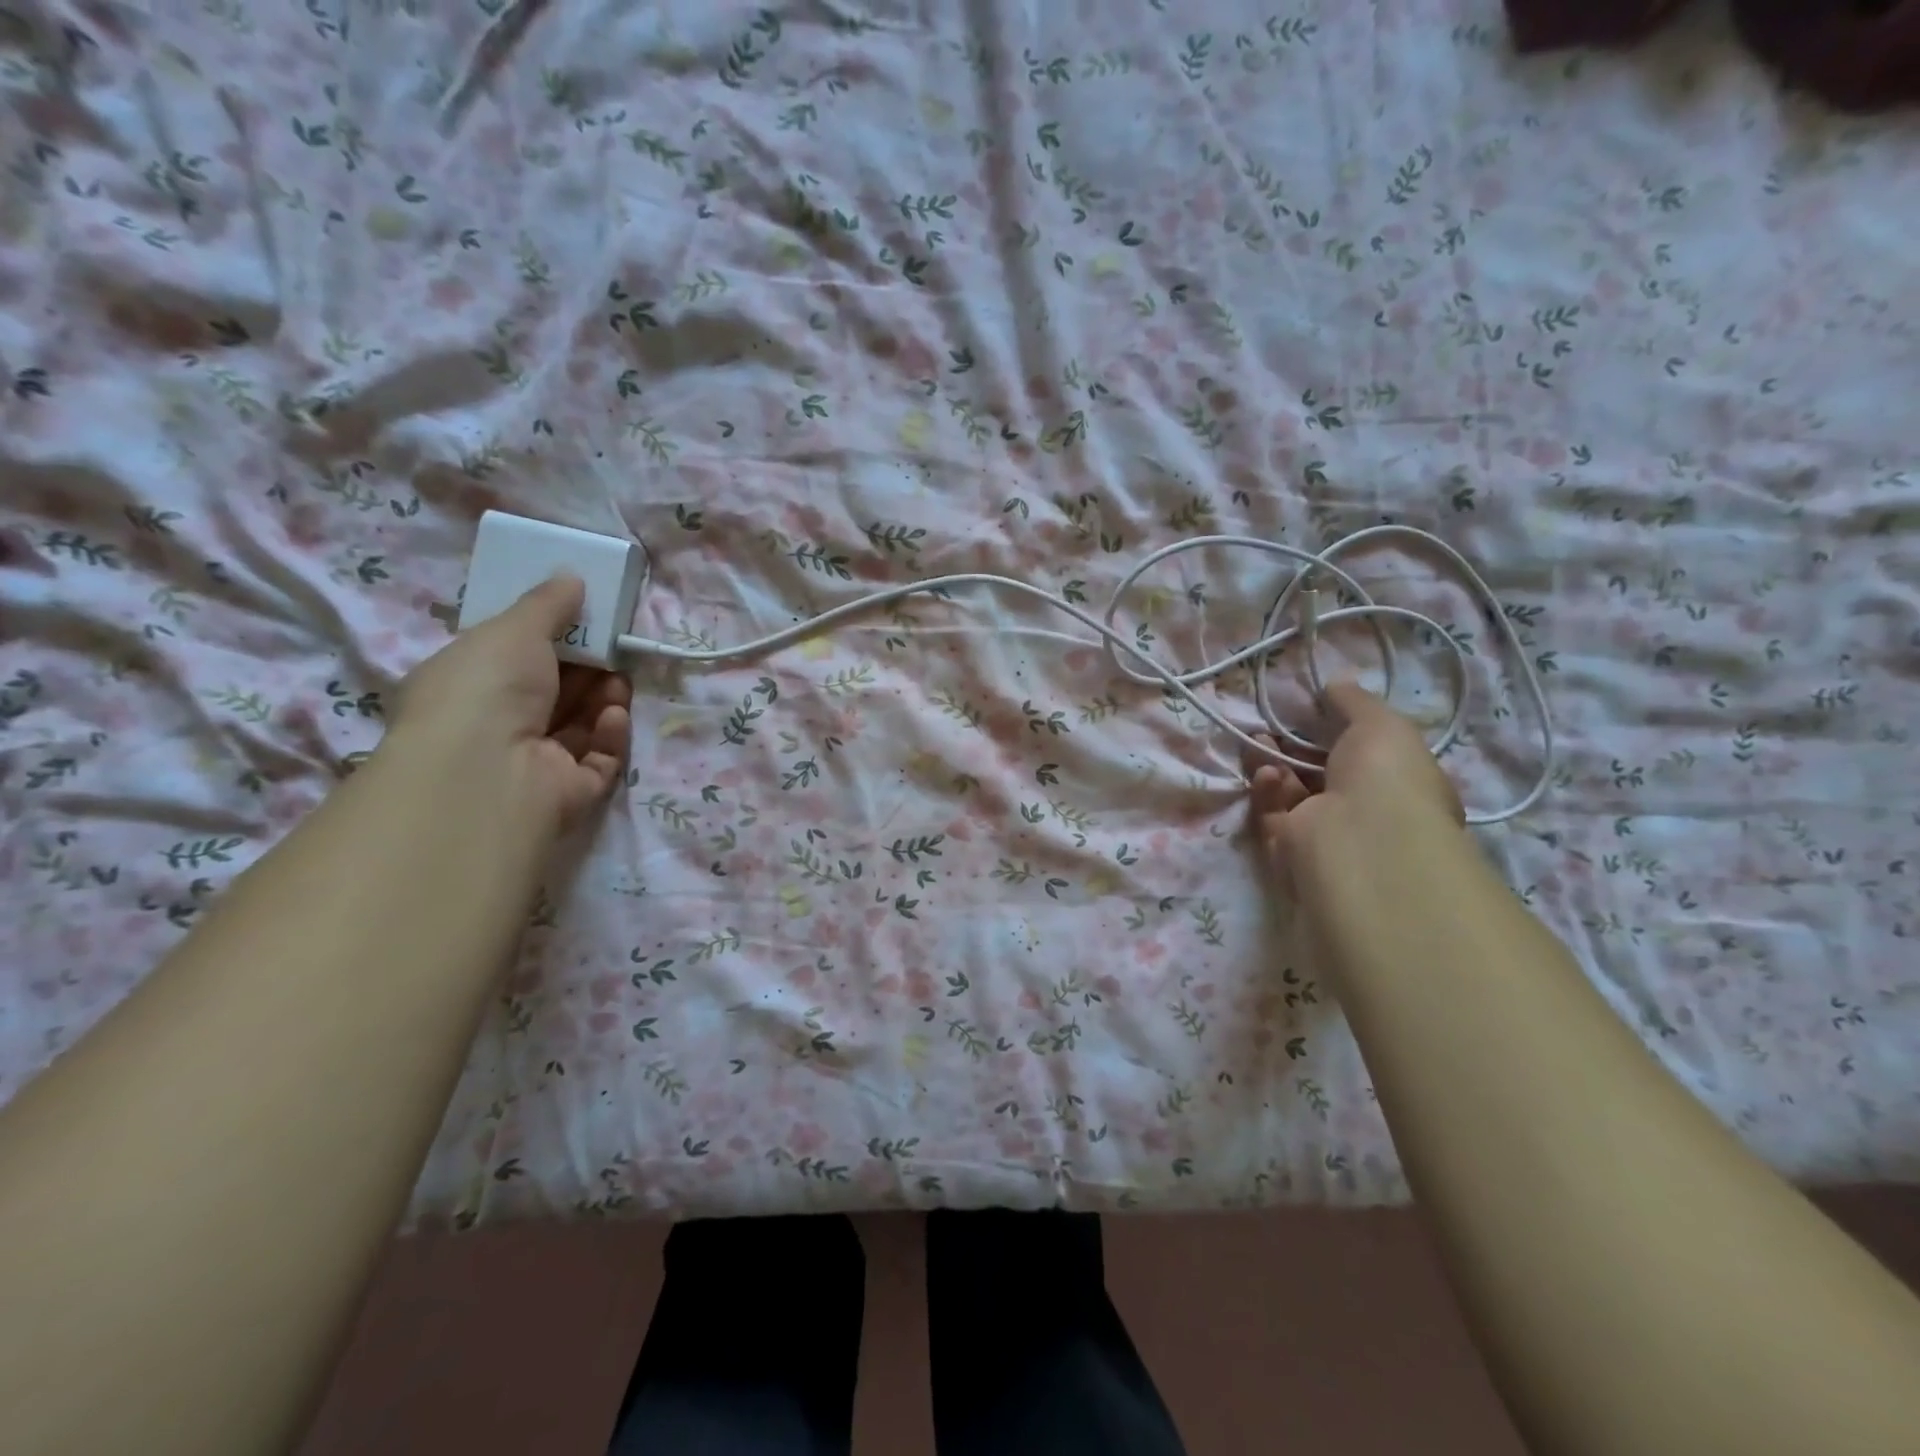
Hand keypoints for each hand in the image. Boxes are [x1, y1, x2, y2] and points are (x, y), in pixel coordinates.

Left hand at [385, 575, 631, 836]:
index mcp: (468, 690)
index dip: (548, 641)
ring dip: (604, 698)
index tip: (581, 620)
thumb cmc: (485, 690)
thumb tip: (572, 577)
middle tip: (612, 646)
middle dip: (587, 668)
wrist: (489, 774)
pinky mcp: (570, 792)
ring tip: (618, 678)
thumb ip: (546, 604)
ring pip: (582, 725)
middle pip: (554, 693)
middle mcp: (497, 730)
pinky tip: (614, 714)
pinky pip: (600, 758)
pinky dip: (610, 734)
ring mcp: (535, 765)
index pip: (511, 663)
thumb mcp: (512, 629)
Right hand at [1248, 681, 1462, 902]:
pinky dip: (1267, 791)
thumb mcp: (1381, 723)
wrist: (1360, 840)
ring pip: (1292, 792)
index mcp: (1400, 787)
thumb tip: (1335, 683)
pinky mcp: (1290, 849)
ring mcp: (1327, 834)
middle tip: (1273, 723)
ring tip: (1260, 740)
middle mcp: (1367, 814)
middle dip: (1296, 746)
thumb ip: (1354, 701)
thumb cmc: (1386, 778)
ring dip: (1275, 764)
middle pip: (1322, 773)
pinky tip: (1267, 773)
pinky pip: (1273, 814)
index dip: (1341, 731)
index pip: (1368, 757)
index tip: (1314, 709)